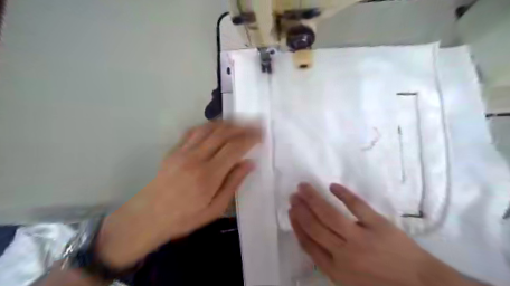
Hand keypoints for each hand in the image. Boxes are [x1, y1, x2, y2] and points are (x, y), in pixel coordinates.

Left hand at [94, 122, 259, 268]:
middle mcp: (196, 158)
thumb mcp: (214, 209)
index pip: (234, 148)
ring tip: (240, 121)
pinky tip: (217, 126)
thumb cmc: (184, 218)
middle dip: (243, 126)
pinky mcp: (173, 150)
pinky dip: (209, 125)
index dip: (250, 138)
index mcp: (208, 176)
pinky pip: (193, 131)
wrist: (146, 218)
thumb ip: (233, 184)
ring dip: (227, 122)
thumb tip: (249, 163)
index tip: (261, 135)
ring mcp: (182, 152)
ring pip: (209, 128)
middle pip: (223, 133)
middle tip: (256, 124)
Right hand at [289, 183, 482, 285]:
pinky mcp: (377, 224)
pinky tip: (332, 186)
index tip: (291, 212)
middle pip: (315, 226)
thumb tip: (311, 240)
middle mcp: (344, 254)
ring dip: (313, 198)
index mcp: (336, 270)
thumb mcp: (350, 284)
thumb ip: (329, 265)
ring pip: (329, 213)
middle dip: (300, 209)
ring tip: (303, 187)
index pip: (308, 243)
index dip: (297, 225)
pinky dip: (343, 194)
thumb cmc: (382, 285)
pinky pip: (356, 205)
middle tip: (293, 195)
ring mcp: (360, 237)